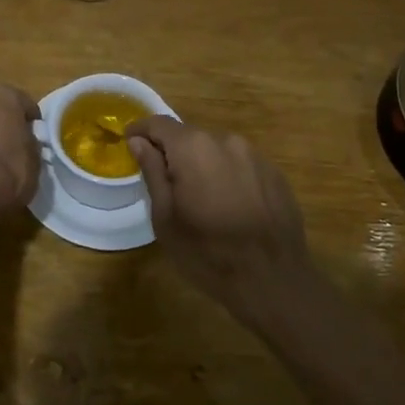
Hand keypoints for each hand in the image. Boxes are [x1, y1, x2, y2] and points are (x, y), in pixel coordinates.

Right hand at [126, 117, 312, 311]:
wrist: (274, 282)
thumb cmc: (207, 252)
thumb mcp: (166, 217)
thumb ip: (152, 172)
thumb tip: (139, 142)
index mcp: (193, 147)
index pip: (159, 123)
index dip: (141, 131)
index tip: (130, 143)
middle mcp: (225, 140)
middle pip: (189, 136)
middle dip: (172, 152)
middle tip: (164, 183)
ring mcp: (255, 155)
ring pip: (216, 150)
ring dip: (202, 165)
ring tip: (199, 198)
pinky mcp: (274, 173)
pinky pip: (240, 165)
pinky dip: (227, 176)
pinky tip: (229, 206)